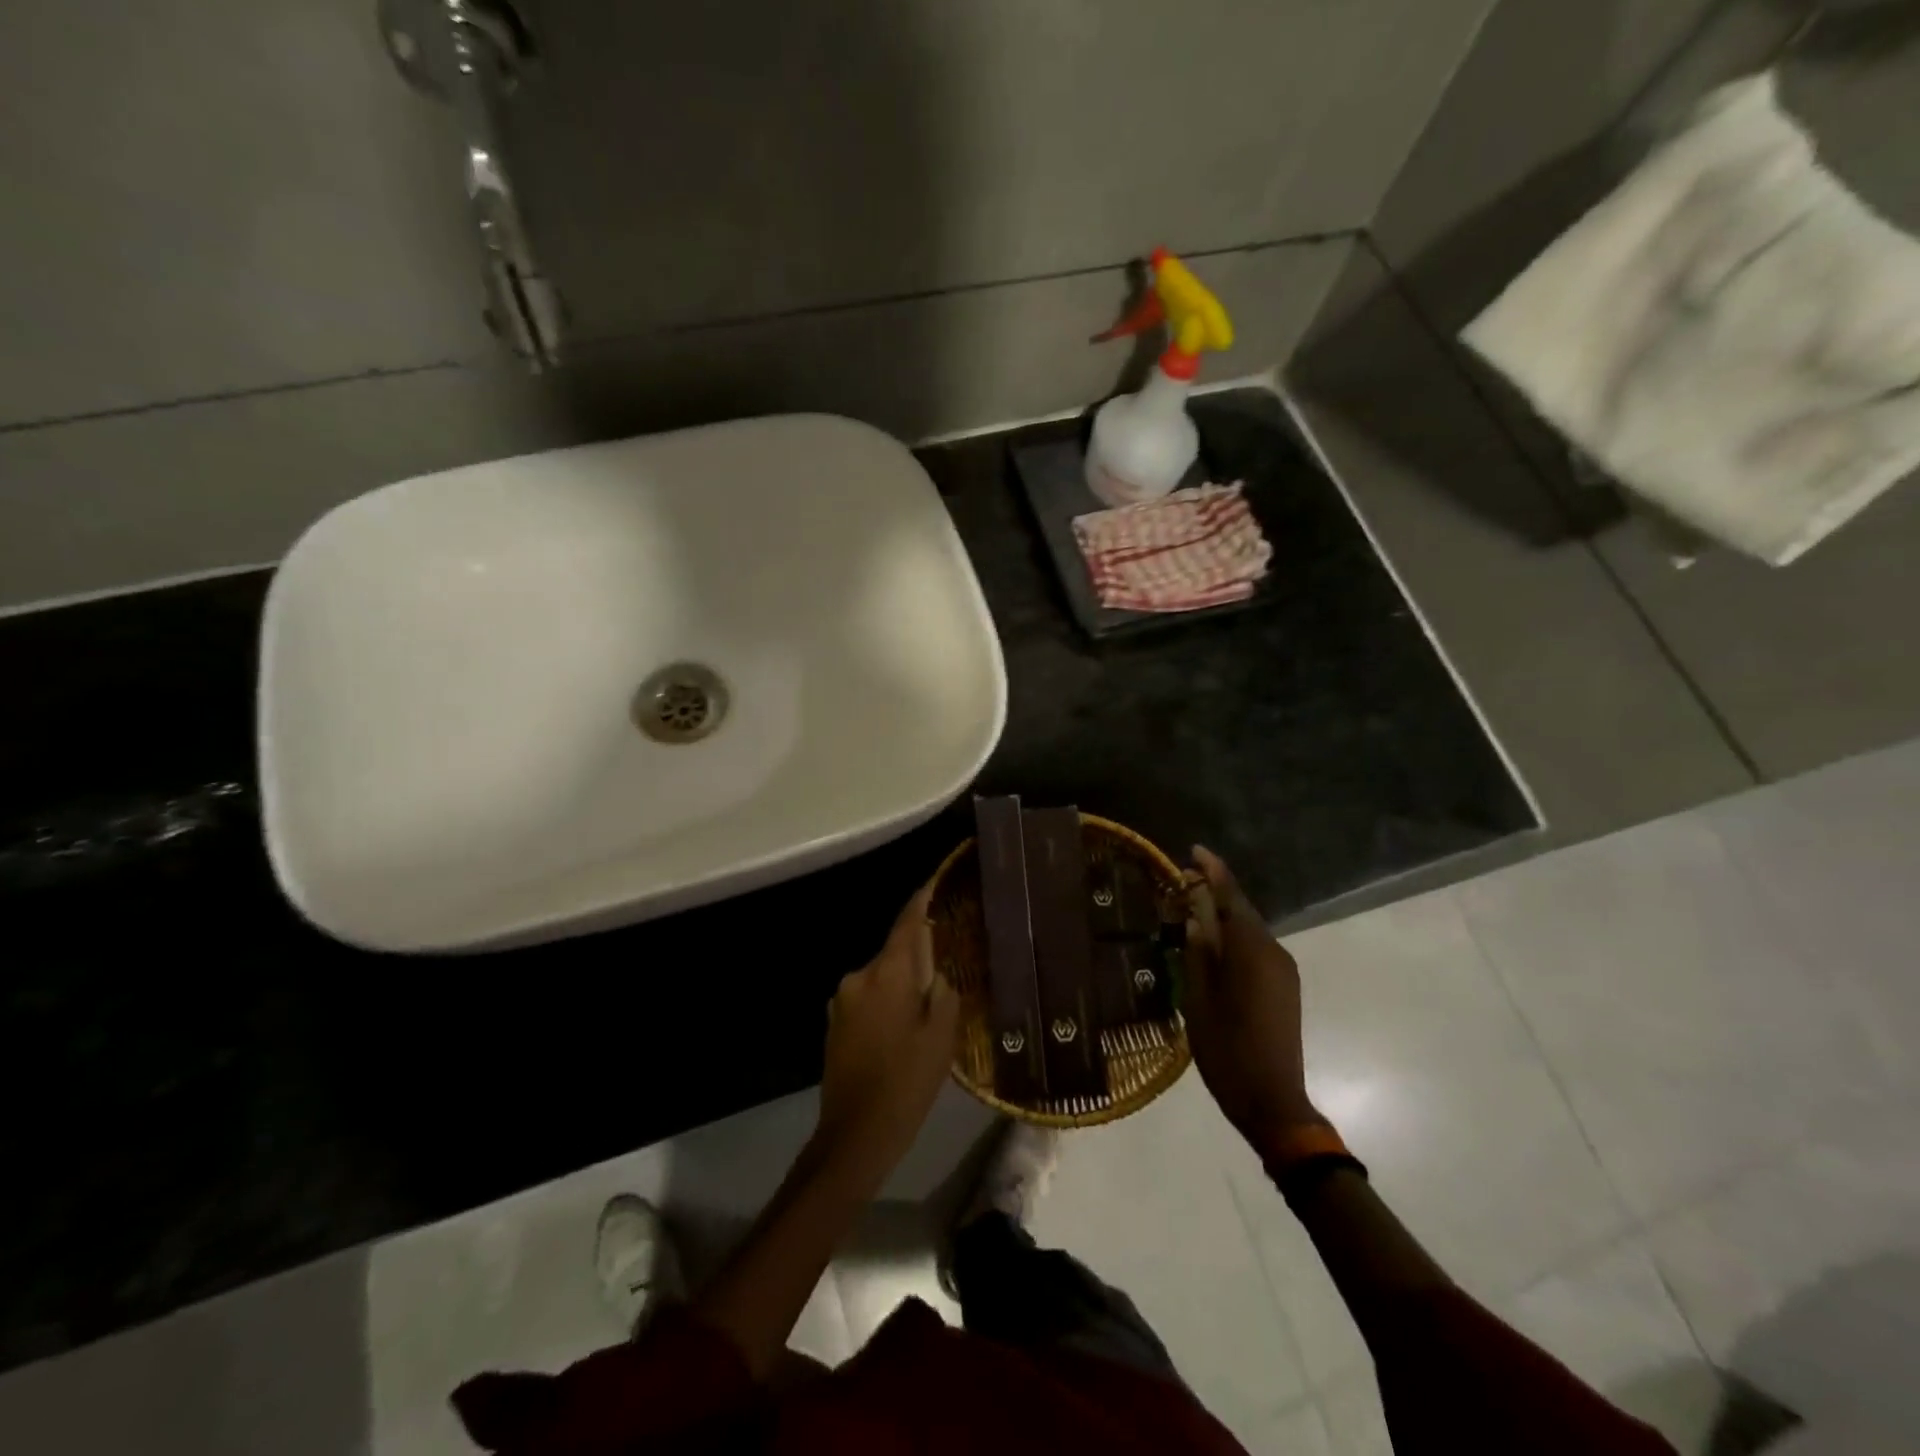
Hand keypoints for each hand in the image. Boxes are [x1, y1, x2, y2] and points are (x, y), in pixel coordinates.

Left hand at [815, 885, 959, 1184]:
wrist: (854, 1135)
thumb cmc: (906, 1082)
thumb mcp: (941, 1037)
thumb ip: (944, 993)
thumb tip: (940, 972)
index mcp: (887, 974)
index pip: (908, 923)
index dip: (924, 898)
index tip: (938, 878)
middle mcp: (859, 977)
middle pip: (896, 951)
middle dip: (921, 953)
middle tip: (951, 962)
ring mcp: (842, 1000)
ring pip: (883, 977)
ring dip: (905, 982)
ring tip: (931, 1003)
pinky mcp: (835, 1022)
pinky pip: (870, 997)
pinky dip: (889, 1001)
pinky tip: (905, 1025)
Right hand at [1184, 846, 1326, 1157]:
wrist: (1274, 1102)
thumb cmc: (1228, 1051)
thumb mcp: (1198, 1001)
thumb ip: (1197, 955)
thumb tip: (1195, 921)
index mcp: (1251, 952)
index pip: (1231, 898)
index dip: (1213, 871)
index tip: (1195, 850)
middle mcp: (1273, 953)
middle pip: (1242, 911)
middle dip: (1215, 892)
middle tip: (1184, 881)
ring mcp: (1283, 971)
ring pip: (1250, 930)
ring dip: (1224, 916)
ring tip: (1192, 910)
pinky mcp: (1285, 987)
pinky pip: (1257, 949)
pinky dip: (1235, 938)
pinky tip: (1214, 945)